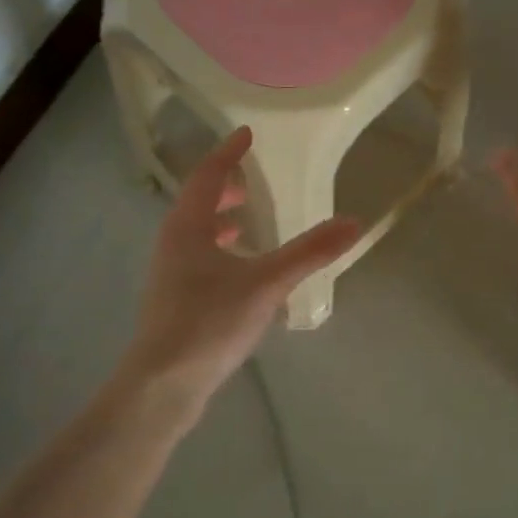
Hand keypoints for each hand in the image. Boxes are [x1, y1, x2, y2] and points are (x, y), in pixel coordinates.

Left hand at [121, 128, 360, 406]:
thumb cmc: (210, 321)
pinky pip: (197, 258)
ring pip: (195, 233)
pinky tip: (240, 272)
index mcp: (188, 227)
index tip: (247, 134)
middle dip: (224, 188)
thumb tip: (354, 222)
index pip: (208, 175)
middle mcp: (173, 243)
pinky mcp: (174, 301)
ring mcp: (170, 274)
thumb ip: (310, 252)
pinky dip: (219, 250)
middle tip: (251, 181)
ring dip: (219, 220)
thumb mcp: (267, 283)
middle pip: (197, 202)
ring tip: (247, 222)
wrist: (163, 383)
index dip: (228, 153)